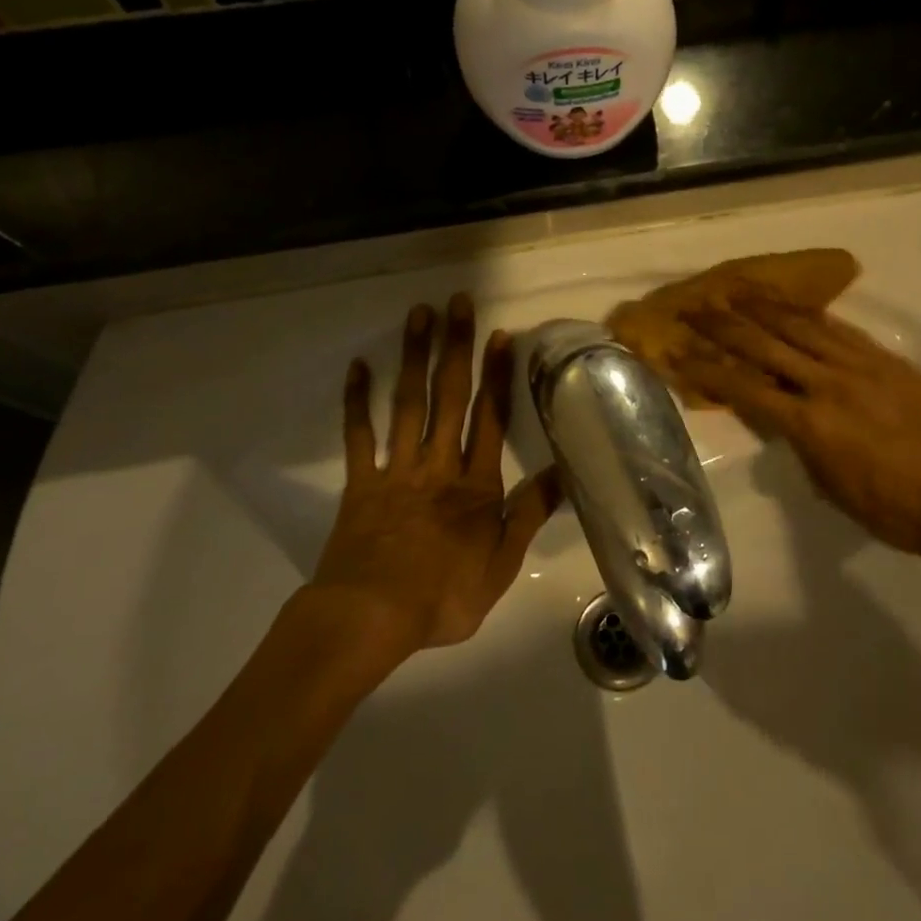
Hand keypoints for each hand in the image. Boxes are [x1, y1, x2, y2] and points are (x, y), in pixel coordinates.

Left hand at [309, 296, 561, 658]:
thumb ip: (530, 515)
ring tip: (419, 315)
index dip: (497, 375)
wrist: (371, 618)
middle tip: (458, 302)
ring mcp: (397, 470)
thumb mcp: (502, 565)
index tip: (499, 335)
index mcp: (476, 485)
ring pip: (408, 404)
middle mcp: (438, 464)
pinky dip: (357, 401)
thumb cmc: (443, 597)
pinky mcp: (361, 483)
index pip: (491, 419)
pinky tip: (359, 366)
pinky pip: (358, 436)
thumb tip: (563, 474)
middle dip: (456, 347)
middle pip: (449, 397)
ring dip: (414, 358)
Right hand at [679, 299, 920, 574]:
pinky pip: (840, 330)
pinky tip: (793, 307)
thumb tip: (779, 418)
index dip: (706, 369)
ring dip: (764, 307)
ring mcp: (861, 366)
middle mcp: (829, 384)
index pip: (744, 388)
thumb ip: (800, 445)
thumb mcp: (831, 487)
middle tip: (695, 307)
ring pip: (802, 326)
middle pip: (766, 345)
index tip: (677, 352)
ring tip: (736, 291)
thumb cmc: (895, 510)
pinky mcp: (888, 359)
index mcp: (810, 424)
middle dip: (724, 325)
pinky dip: (810, 315)